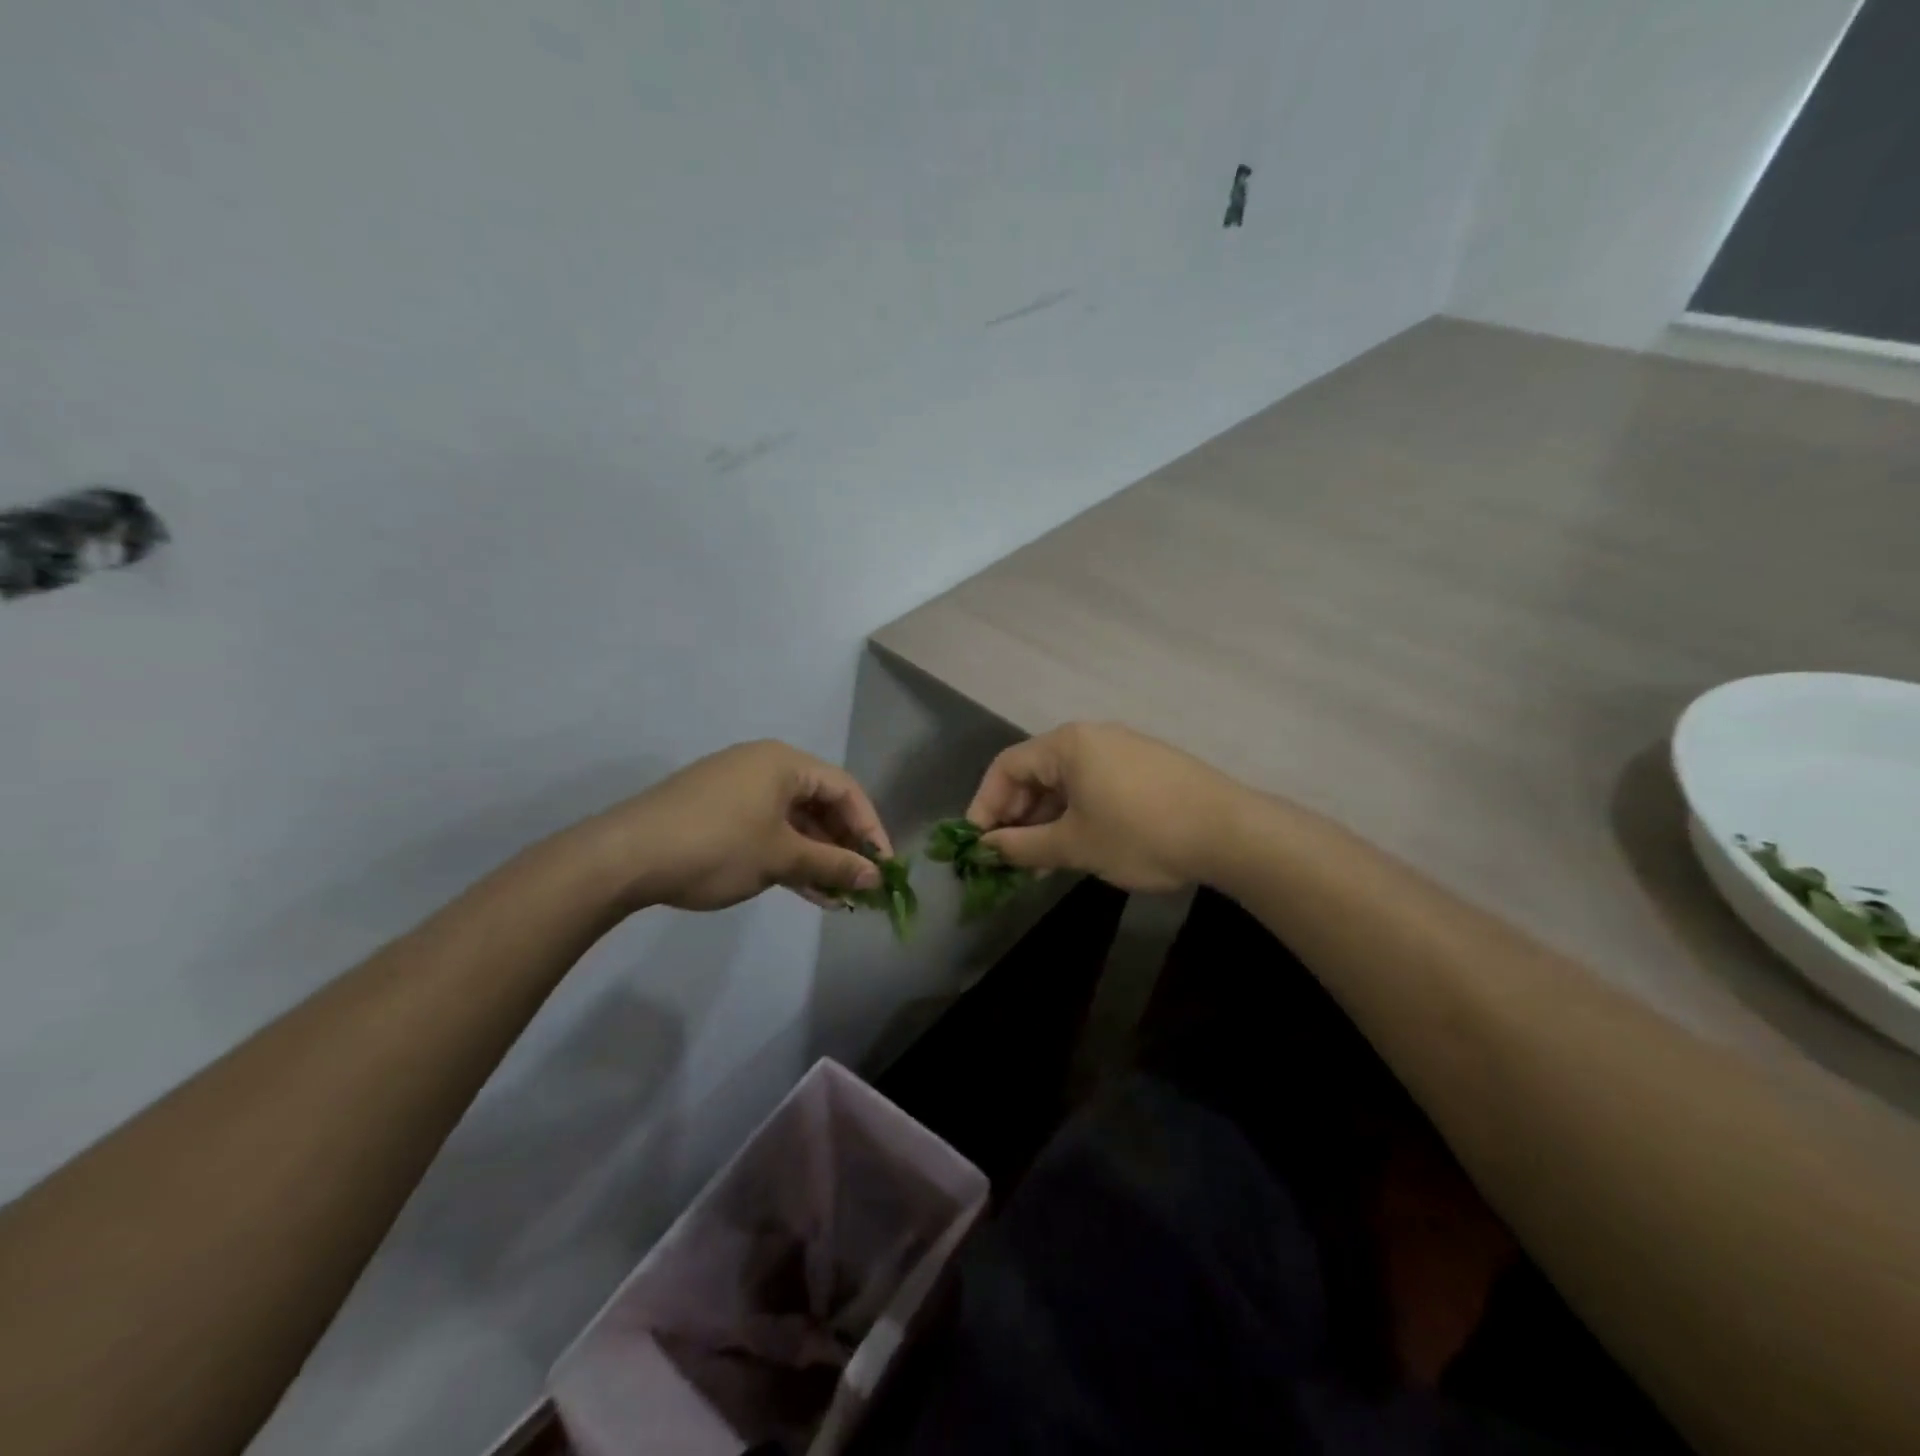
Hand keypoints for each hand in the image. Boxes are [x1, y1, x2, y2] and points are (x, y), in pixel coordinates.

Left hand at [592, 741, 891, 911]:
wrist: (625, 856)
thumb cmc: (717, 846)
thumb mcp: (781, 857)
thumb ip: (832, 864)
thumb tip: (876, 877)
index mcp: (784, 763)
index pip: (846, 789)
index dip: (870, 828)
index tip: (883, 867)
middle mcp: (764, 766)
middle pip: (820, 804)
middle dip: (843, 846)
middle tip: (860, 885)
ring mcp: (738, 790)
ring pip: (794, 822)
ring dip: (817, 858)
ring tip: (836, 897)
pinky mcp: (717, 813)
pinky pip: (768, 830)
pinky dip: (787, 857)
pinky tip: (805, 890)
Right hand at [965, 723, 1245, 892]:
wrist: (1231, 832)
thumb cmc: (1141, 834)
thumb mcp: (1075, 845)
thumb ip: (1024, 846)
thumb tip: (988, 848)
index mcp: (1068, 744)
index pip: (1006, 767)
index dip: (985, 805)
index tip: (979, 845)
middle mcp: (1092, 737)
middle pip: (1036, 772)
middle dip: (1017, 816)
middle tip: (1011, 858)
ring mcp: (1123, 749)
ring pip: (1066, 782)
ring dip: (1047, 820)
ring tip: (1042, 862)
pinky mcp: (1146, 767)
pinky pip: (1095, 785)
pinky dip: (1077, 814)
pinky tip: (1080, 845)